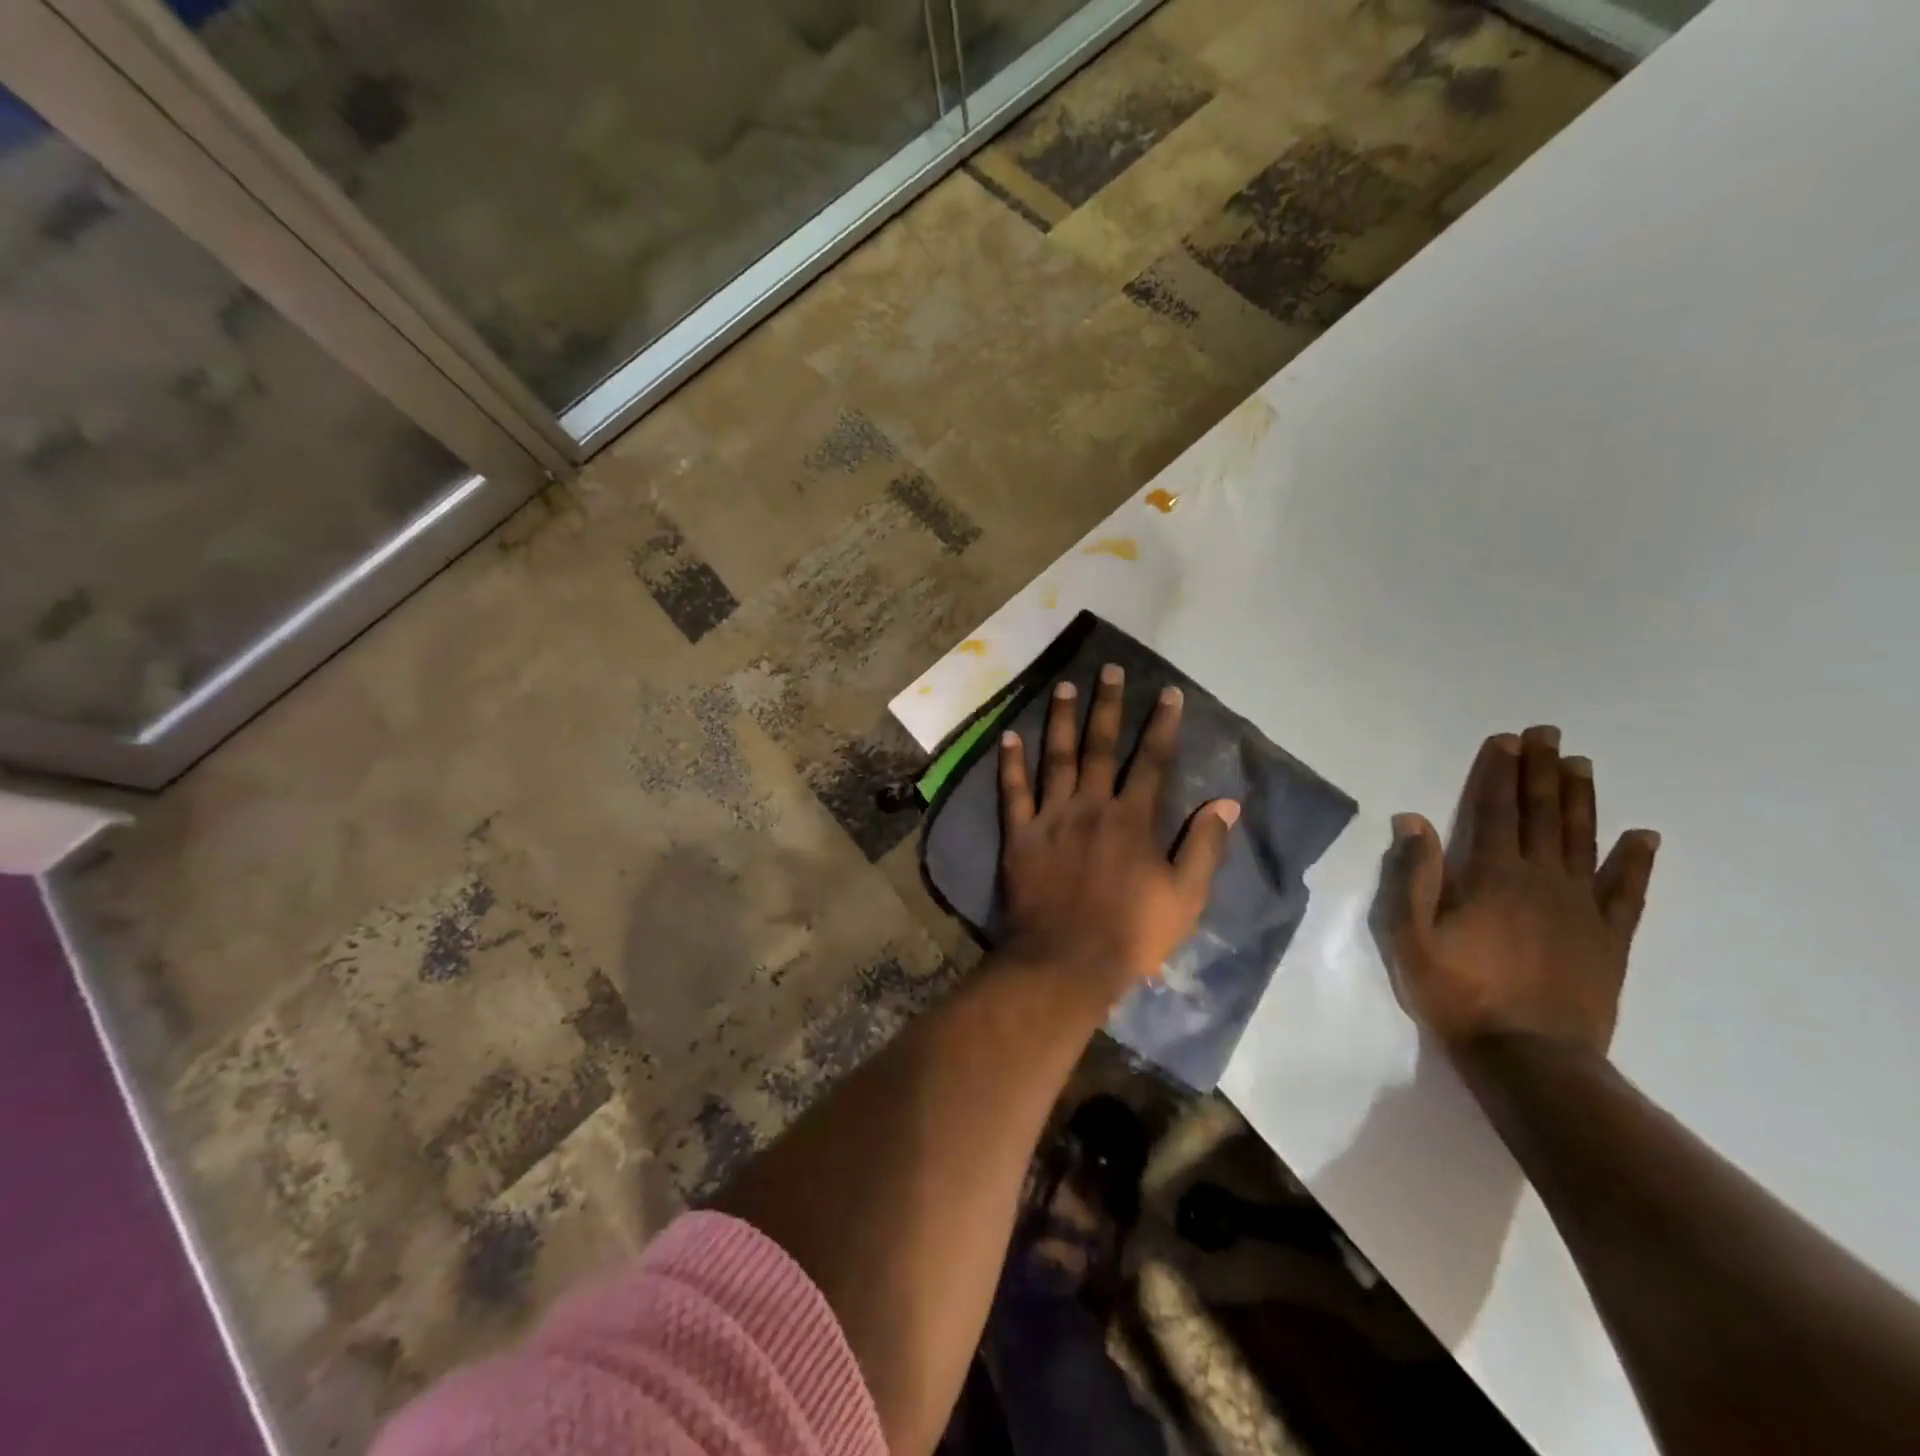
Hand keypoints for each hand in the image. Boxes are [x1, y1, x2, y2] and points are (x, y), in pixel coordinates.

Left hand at [998, 664, 1239, 998]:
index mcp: (1132, 819)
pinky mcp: (1020, 835)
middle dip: (1108, 706)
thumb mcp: (1185, 897)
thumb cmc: (1131, 934)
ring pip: (1056, 758)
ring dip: (1061, 720)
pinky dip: (1010, 763)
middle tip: (1109, 670)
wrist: (1066, 962)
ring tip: (1064, 687)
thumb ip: (1204, 846)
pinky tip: (1009, 735)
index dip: (1162, 725)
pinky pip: (1012, 792)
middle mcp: (1091, 806)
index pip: (1152, 761)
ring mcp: (1051, 817)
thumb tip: (1226, 802)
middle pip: (1100, 747)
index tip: (1168, 693)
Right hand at [1377, 726, 1659, 1060]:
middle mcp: (1541, 880)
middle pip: (1543, 816)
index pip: (1495, 812)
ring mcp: (1582, 908)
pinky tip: (1644, 836)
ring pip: (1584, 841)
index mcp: (1492, 877)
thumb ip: (1414, 876)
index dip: (1499, 774)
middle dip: (1542, 772)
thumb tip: (1413, 820)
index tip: (1507, 741)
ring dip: (1581, 800)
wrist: (1529, 1058)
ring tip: (1582, 765)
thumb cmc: (1458, 993)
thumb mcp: (1411, 936)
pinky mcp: (1609, 939)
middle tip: (1549, 734)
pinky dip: (1636, 862)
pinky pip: (1627, 892)